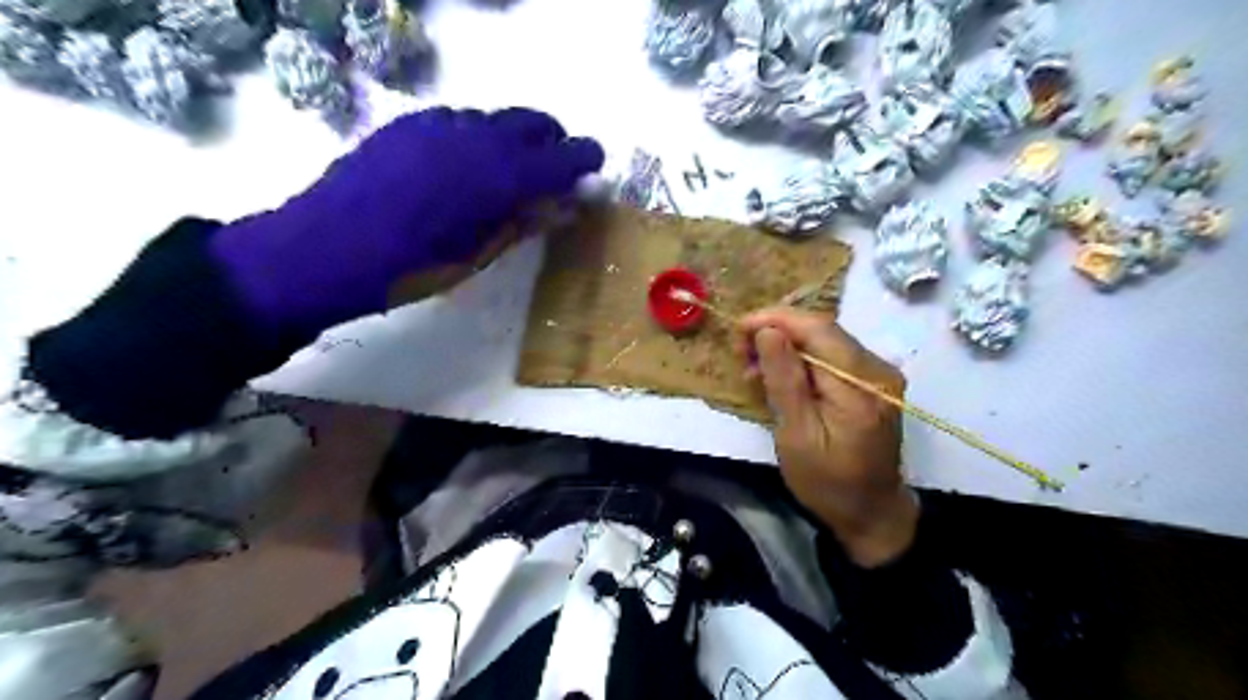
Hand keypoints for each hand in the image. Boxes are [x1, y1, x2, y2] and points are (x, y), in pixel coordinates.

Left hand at [209, 105, 604, 339]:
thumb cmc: (412, 268)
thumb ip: (527, 222)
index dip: (585, 159)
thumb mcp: (479, 253)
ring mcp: (439, 123)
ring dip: (513, 140)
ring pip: (494, 119)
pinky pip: (459, 121)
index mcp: (502, 174)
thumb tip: (567, 205)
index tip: (595, 167)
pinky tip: (462, 169)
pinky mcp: (408, 124)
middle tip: (556, 170)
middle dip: (553, 141)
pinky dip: (477, 139)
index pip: (562, 155)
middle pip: (532, 121)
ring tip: (506, 175)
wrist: (324, 250)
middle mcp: (477, 135)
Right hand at [739, 307, 912, 568]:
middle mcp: (878, 369)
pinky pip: (831, 356)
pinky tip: (780, 376)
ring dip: (786, 346)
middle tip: (740, 353)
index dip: (775, 320)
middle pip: (822, 330)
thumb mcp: (797, 435)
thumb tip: (766, 331)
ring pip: (825, 340)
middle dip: (776, 332)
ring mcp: (878, 374)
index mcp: (861, 385)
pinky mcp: (871, 382)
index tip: (738, 329)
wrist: (871, 513)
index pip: (817, 329)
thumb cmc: (828, 482)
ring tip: (753, 368)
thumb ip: (784, 380)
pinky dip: (801, 360)